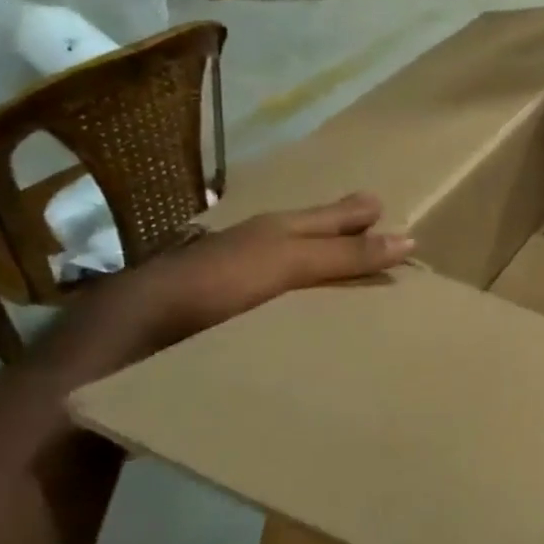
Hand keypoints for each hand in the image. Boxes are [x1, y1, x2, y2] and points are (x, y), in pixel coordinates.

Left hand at [39, 194, 411, 381]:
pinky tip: (310, 323)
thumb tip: (411, 240)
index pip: (329, 216)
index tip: (385, 207)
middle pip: (309, 238)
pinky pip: (278, 308)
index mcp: (274, 231)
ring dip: (322, 276)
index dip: (357, 213)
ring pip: (292, 273)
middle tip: (375, 236)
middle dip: (341, 236)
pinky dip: (301, 309)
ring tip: (353, 286)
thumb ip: (344, 255)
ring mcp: (237, 286)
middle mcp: (256, 251)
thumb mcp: (288, 263)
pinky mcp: (226, 322)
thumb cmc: (216, 285)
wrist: (132, 336)